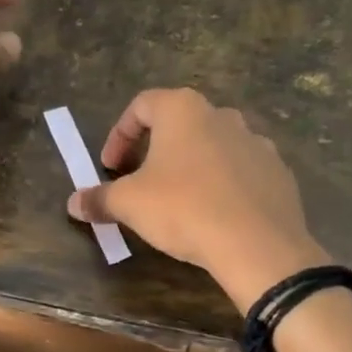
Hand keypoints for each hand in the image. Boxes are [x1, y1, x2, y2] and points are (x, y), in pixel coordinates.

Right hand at [67, 88, 327, 307]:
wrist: (258, 245)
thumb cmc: (184, 209)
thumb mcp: (130, 204)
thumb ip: (100, 198)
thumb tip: (74, 202)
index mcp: (183, 110)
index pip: (141, 105)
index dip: (119, 135)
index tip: (111, 167)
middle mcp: (221, 115)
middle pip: (179, 123)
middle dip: (155, 149)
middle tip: (141, 181)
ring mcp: (256, 141)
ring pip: (213, 145)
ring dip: (192, 165)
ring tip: (179, 198)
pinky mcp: (278, 171)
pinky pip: (241, 170)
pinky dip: (223, 184)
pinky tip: (215, 213)